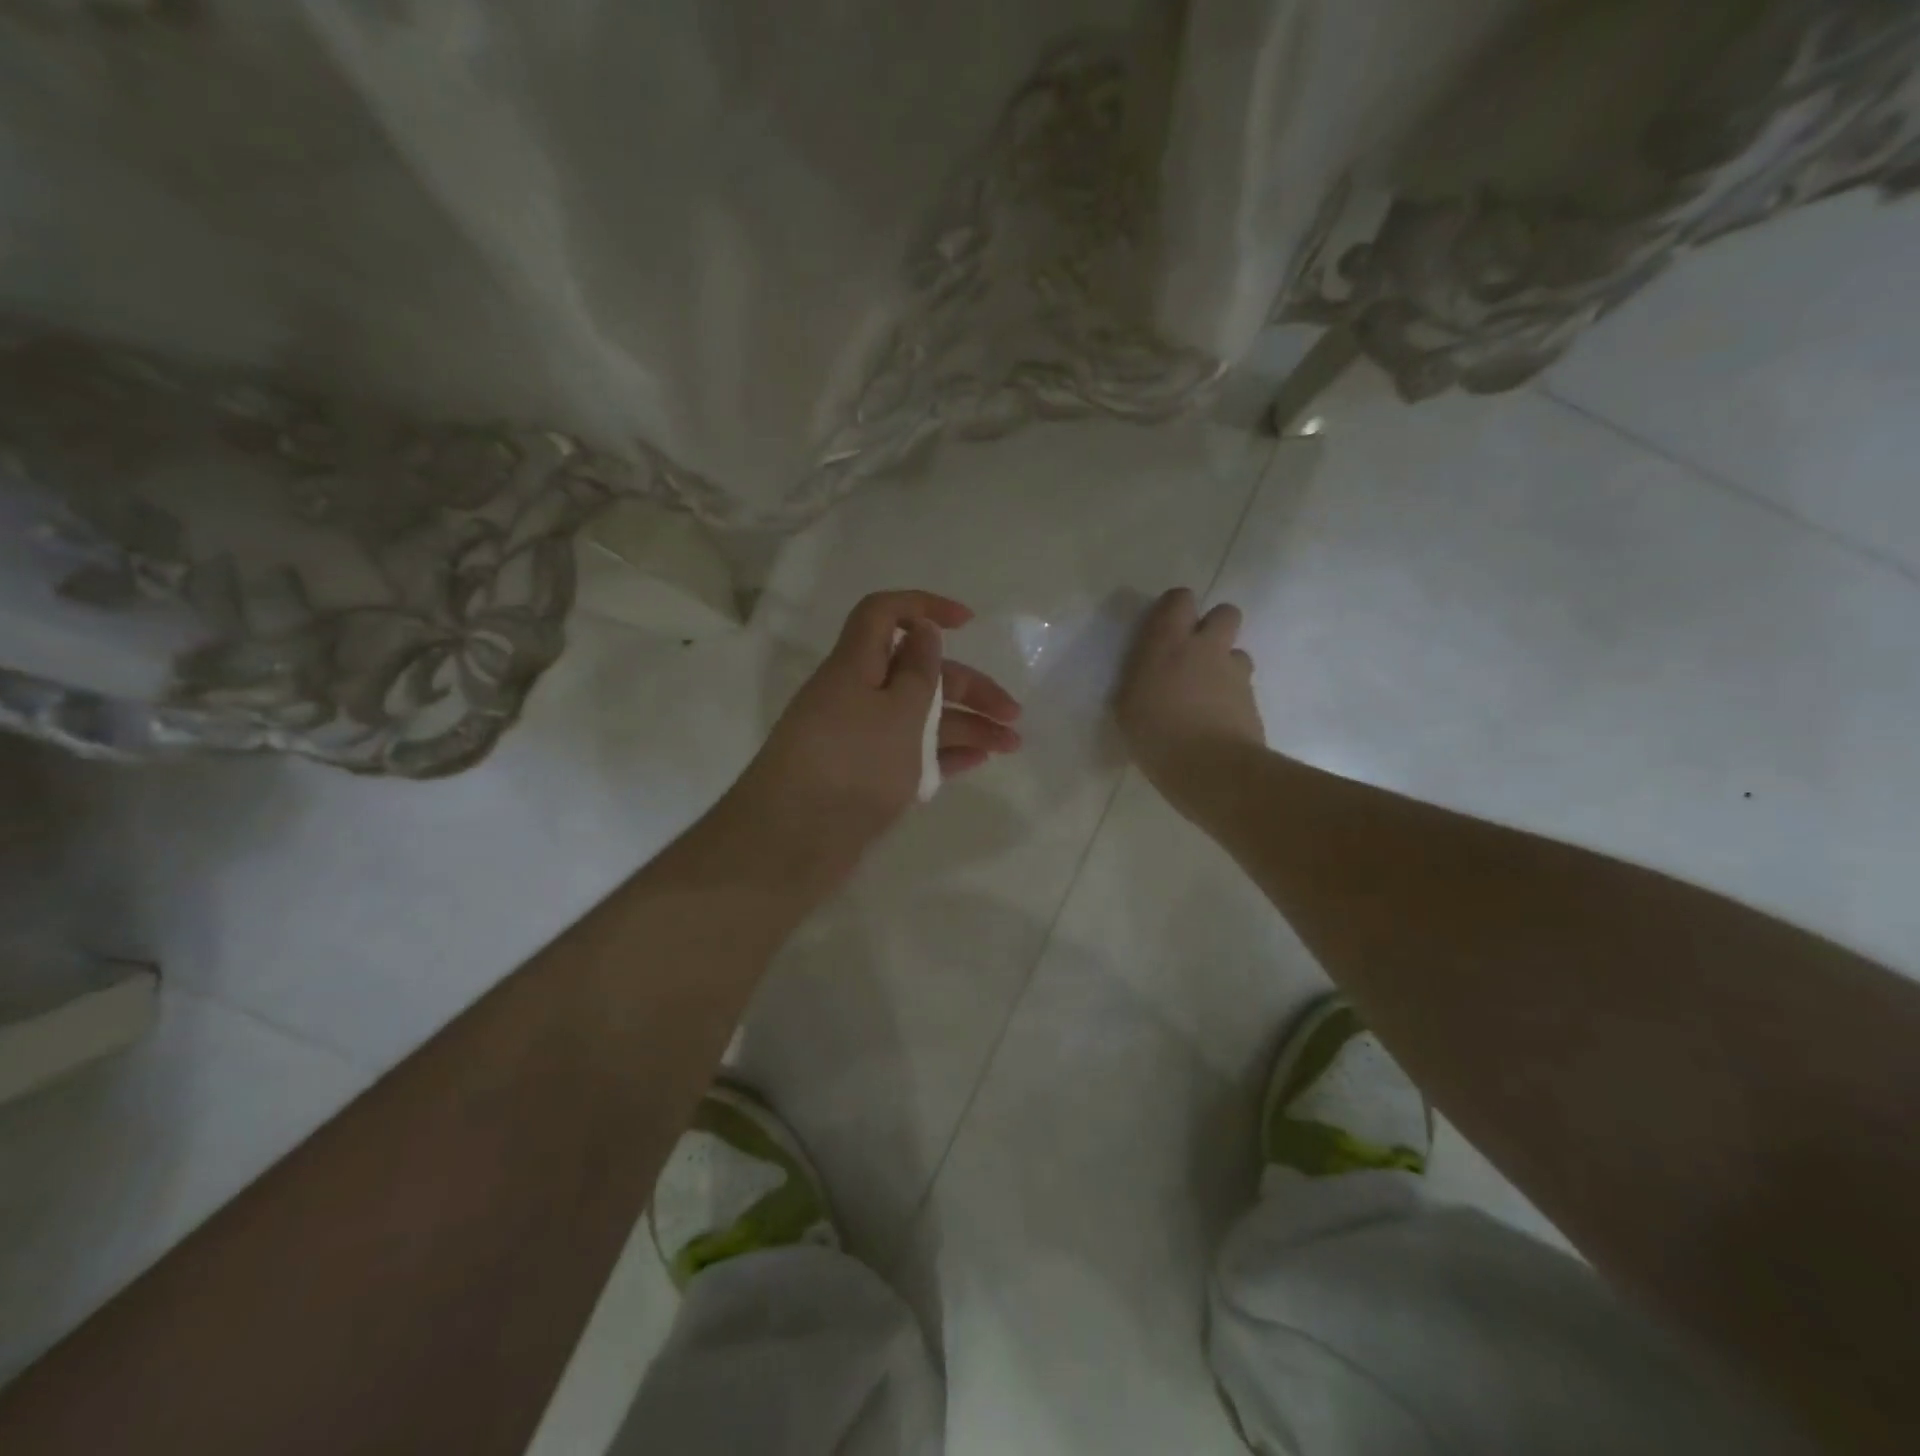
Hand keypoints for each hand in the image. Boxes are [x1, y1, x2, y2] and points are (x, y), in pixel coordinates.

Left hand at [733, 590, 1022, 872]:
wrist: (794, 842)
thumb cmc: (854, 764)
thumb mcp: (898, 711)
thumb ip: (918, 670)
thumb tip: (923, 630)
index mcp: (855, 666)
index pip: (884, 614)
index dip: (925, 607)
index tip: (968, 623)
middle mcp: (856, 696)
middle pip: (917, 674)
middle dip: (968, 687)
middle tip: (1013, 714)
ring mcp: (860, 739)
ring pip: (920, 718)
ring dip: (967, 725)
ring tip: (1010, 745)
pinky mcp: (866, 775)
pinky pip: (911, 753)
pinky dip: (945, 754)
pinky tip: (978, 761)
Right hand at [1115, 588, 1265, 812]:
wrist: (1210, 768)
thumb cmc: (1155, 734)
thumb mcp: (1127, 705)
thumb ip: (1141, 678)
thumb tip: (1150, 673)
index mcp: (1168, 642)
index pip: (1180, 599)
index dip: (1176, 609)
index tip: (1164, 629)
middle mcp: (1206, 647)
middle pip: (1225, 613)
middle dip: (1213, 627)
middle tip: (1194, 655)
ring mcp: (1235, 673)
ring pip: (1238, 652)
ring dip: (1225, 665)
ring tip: (1207, 694)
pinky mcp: (1253, 700)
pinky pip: (1243, 688)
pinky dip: (1232, 698)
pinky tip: (1217, 722)